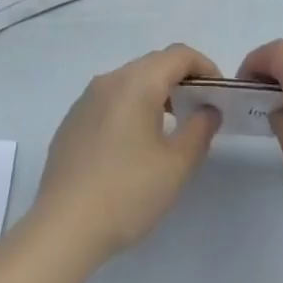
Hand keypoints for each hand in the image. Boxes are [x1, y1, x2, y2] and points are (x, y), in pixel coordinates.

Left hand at [30, 44, 222, 268]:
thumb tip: (208, 109)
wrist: (63, 227)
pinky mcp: (72, 121)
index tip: (218, 94)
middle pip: (153, 64)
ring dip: (156, 94)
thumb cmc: (127, 192)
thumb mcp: (176, 165)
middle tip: (200, 111)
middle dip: (181, 80)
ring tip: (171, 129)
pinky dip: (131, 108)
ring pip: (130, 82)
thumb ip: (199, 130)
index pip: (178, 54)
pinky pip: (110, 100)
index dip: (204, 67)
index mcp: (136, 82)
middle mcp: (109, 80)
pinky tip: (134, 146)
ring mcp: (86, 99)